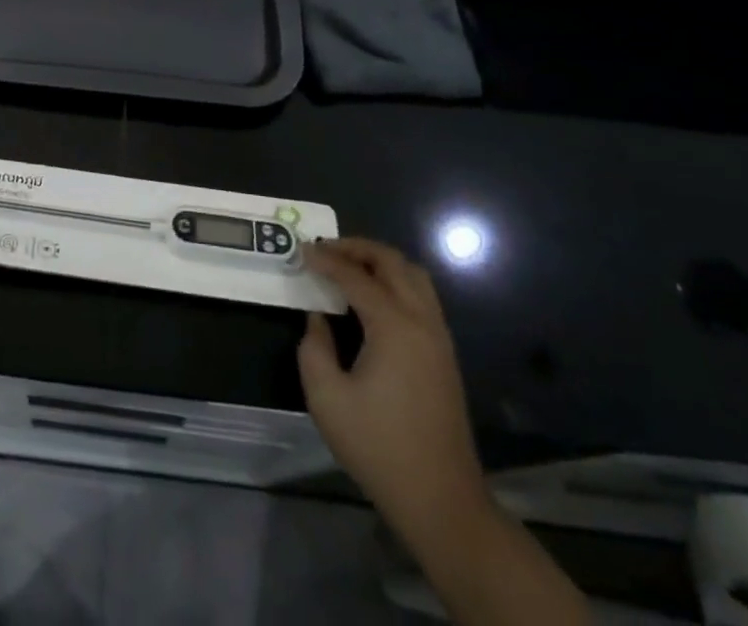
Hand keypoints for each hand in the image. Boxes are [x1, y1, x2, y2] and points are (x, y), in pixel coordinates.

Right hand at [298, 238, 490, 553]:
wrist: (441, 500)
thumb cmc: (378, 447)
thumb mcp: (326, 397)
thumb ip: (314, 347)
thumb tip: (319, 318)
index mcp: (394, 326)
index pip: (355, 276)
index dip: (326, 260)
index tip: (301, 250)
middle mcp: (422, 320)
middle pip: (392, 262)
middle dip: (357, 248)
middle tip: (326, 251)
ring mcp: (439, 336)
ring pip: (414, 275)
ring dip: (381, 262)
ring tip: (349, 267)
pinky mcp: (445, 354)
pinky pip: (422, 296)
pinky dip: (396, 281)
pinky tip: (373, 298)